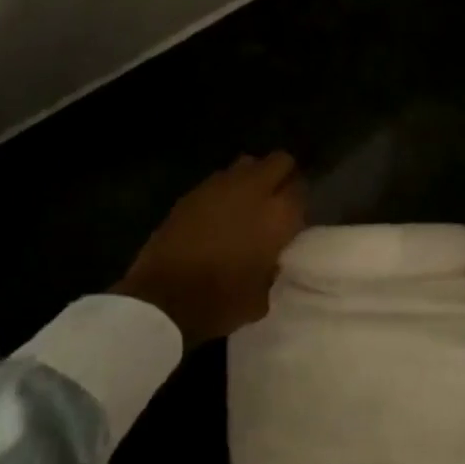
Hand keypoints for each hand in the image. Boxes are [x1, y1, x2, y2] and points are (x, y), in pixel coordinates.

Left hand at [114, 152, 306, 346]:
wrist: (163, 299)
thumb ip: (273, 268)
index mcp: (278, 216)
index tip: (295, 217)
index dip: (300, 201)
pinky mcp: (192, 193)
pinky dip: (225, 190)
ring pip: (247, 163)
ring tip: (247, 202)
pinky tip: (218, 213)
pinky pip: (219, 179)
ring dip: (253, 178)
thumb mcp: (262, 297)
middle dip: (282, 175)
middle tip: (277, 200)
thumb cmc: (221, 302)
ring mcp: (220, 187)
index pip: (301, 189)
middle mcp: (254, 191)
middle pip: (279, 161)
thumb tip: (271, 259)